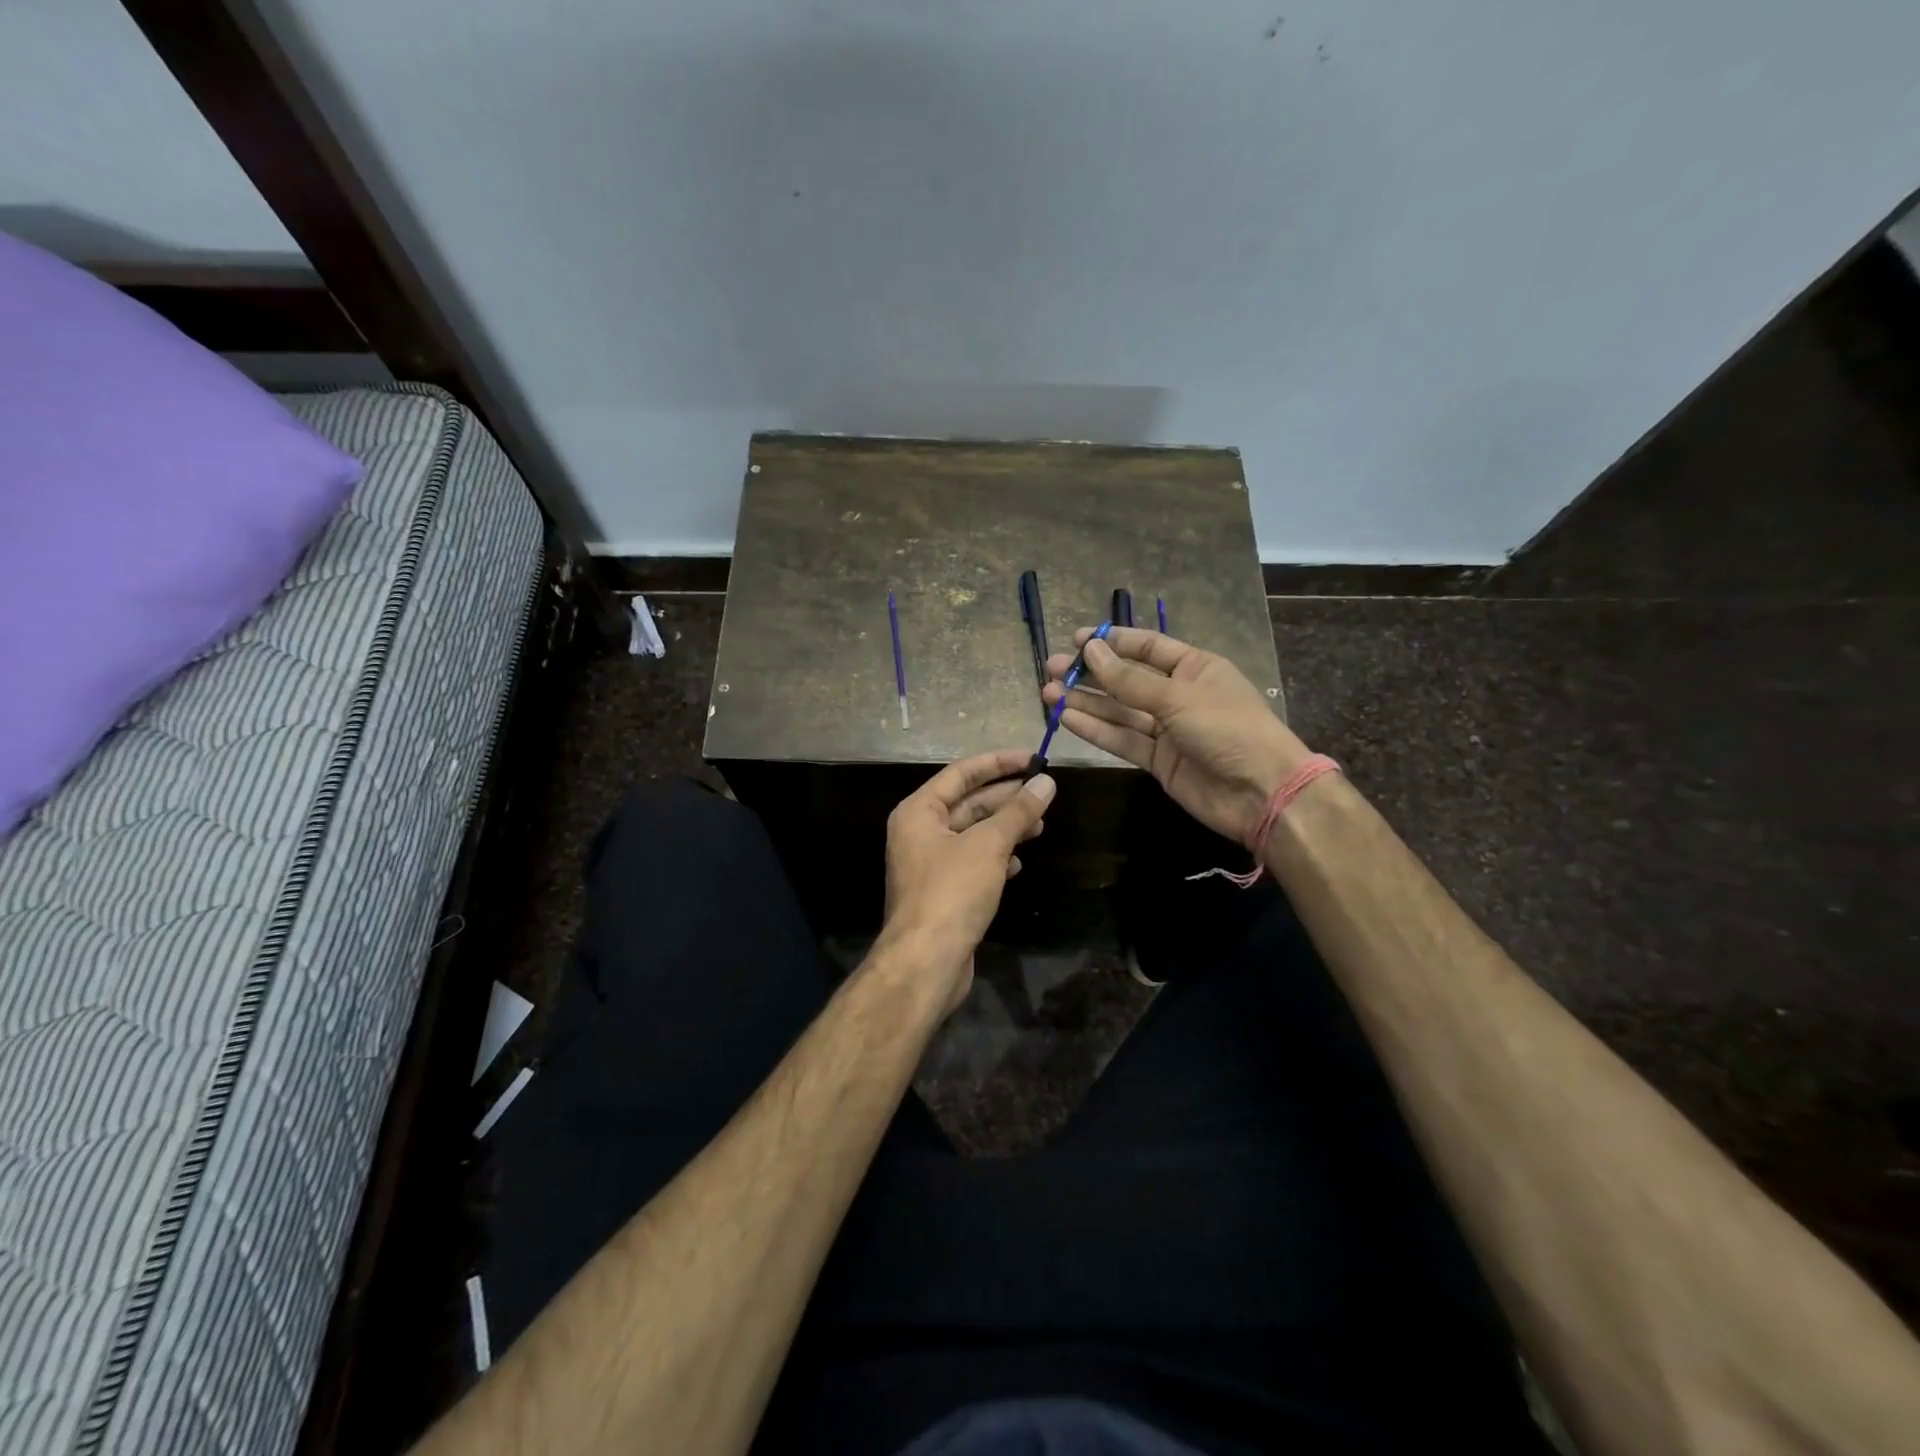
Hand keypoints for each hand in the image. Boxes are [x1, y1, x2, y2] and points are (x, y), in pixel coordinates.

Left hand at [881, 747, 1054, 1012]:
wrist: (925, 963)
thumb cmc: (952, 892)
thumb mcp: (988, 845)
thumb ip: (1017, 811)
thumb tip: (1046, 782)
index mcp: (919, 812)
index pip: (961, 773)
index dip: (998, 762)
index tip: (1034, 758)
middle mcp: (919, 833)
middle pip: (967, 803)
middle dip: (1006, 797)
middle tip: (1044, 791)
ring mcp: (930, 865)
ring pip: (973, 834)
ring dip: (1005, 828)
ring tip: (1040, 825)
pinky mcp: (943, 893)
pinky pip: (972, 863)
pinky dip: (996, 858)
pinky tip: (1019, 863)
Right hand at [1042, 626, 1311, 846]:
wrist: (1261, 793)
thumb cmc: (1227, 729)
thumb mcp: (1178, 697)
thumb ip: (1130, 680)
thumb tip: (1091, 651)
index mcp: (1195, 668)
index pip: (1147, 647)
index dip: (1112, 642)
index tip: (1076, 641)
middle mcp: (1179, 695)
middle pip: (1127, 680)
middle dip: (1091, 674)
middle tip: (1052, 669)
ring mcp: (1168, 730)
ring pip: (1120, 711)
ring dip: (1086, 702)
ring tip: (1048, 692)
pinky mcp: (1158, 761)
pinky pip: (1122, 739)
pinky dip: (1096, 729)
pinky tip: (1067, 718)